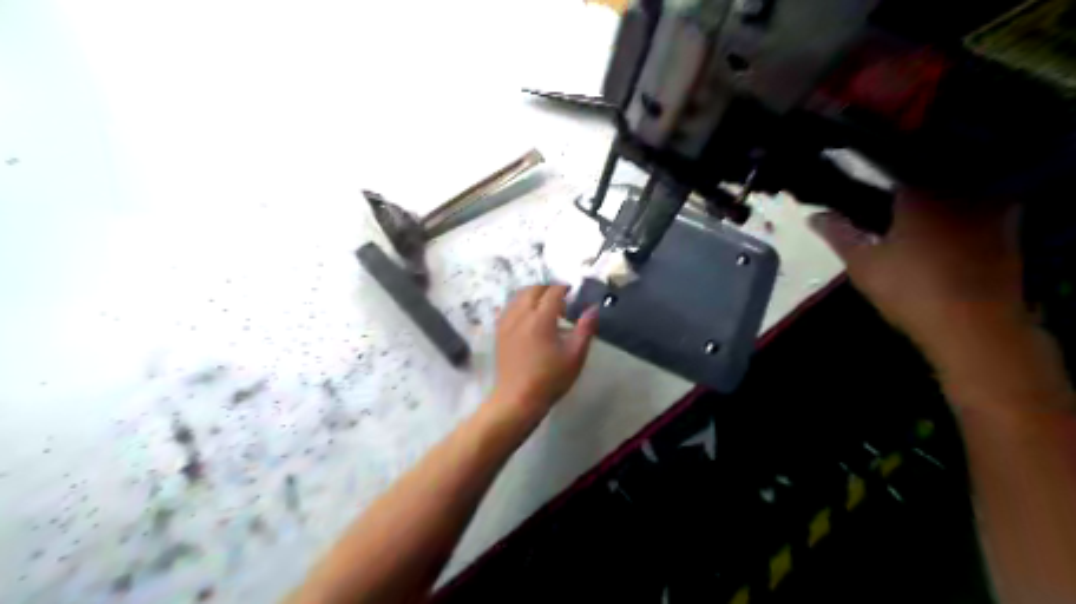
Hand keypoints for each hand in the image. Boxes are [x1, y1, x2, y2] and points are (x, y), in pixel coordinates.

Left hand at [490, 285, 601, 423]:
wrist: (518, 399)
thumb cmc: (550, 379)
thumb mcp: (575, 356)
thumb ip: (585, 329)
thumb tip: (593, 309)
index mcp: (541, 319)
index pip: (553, 292)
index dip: (564, 288)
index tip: (573, 292)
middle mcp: (521, 315)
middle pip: (533, 289)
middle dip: (548, 289)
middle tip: (561, 299)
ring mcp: (506, 323)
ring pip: (518, 297)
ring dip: (532, 295)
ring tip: (544, 307)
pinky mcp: (499, 332)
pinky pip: (508, 308)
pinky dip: (520, 304)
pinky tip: (527, 317)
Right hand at [811, 188, 1070, 413]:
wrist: (974, 327)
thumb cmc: (910, 289)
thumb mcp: (862, 263)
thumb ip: (838, 233)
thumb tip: (813, 215)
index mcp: (923, 191)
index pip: (898, 163)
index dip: (877, 168)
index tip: (861, 176)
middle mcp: (963, 189)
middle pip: (931, 171)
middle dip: (906, 179)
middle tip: (882, 194)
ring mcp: (992, 208)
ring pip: (957, 188)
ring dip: (934, 194)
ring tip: (908, 210)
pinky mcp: (1009, 230)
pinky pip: (978, 207)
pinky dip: (957, 211)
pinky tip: (938, 230)